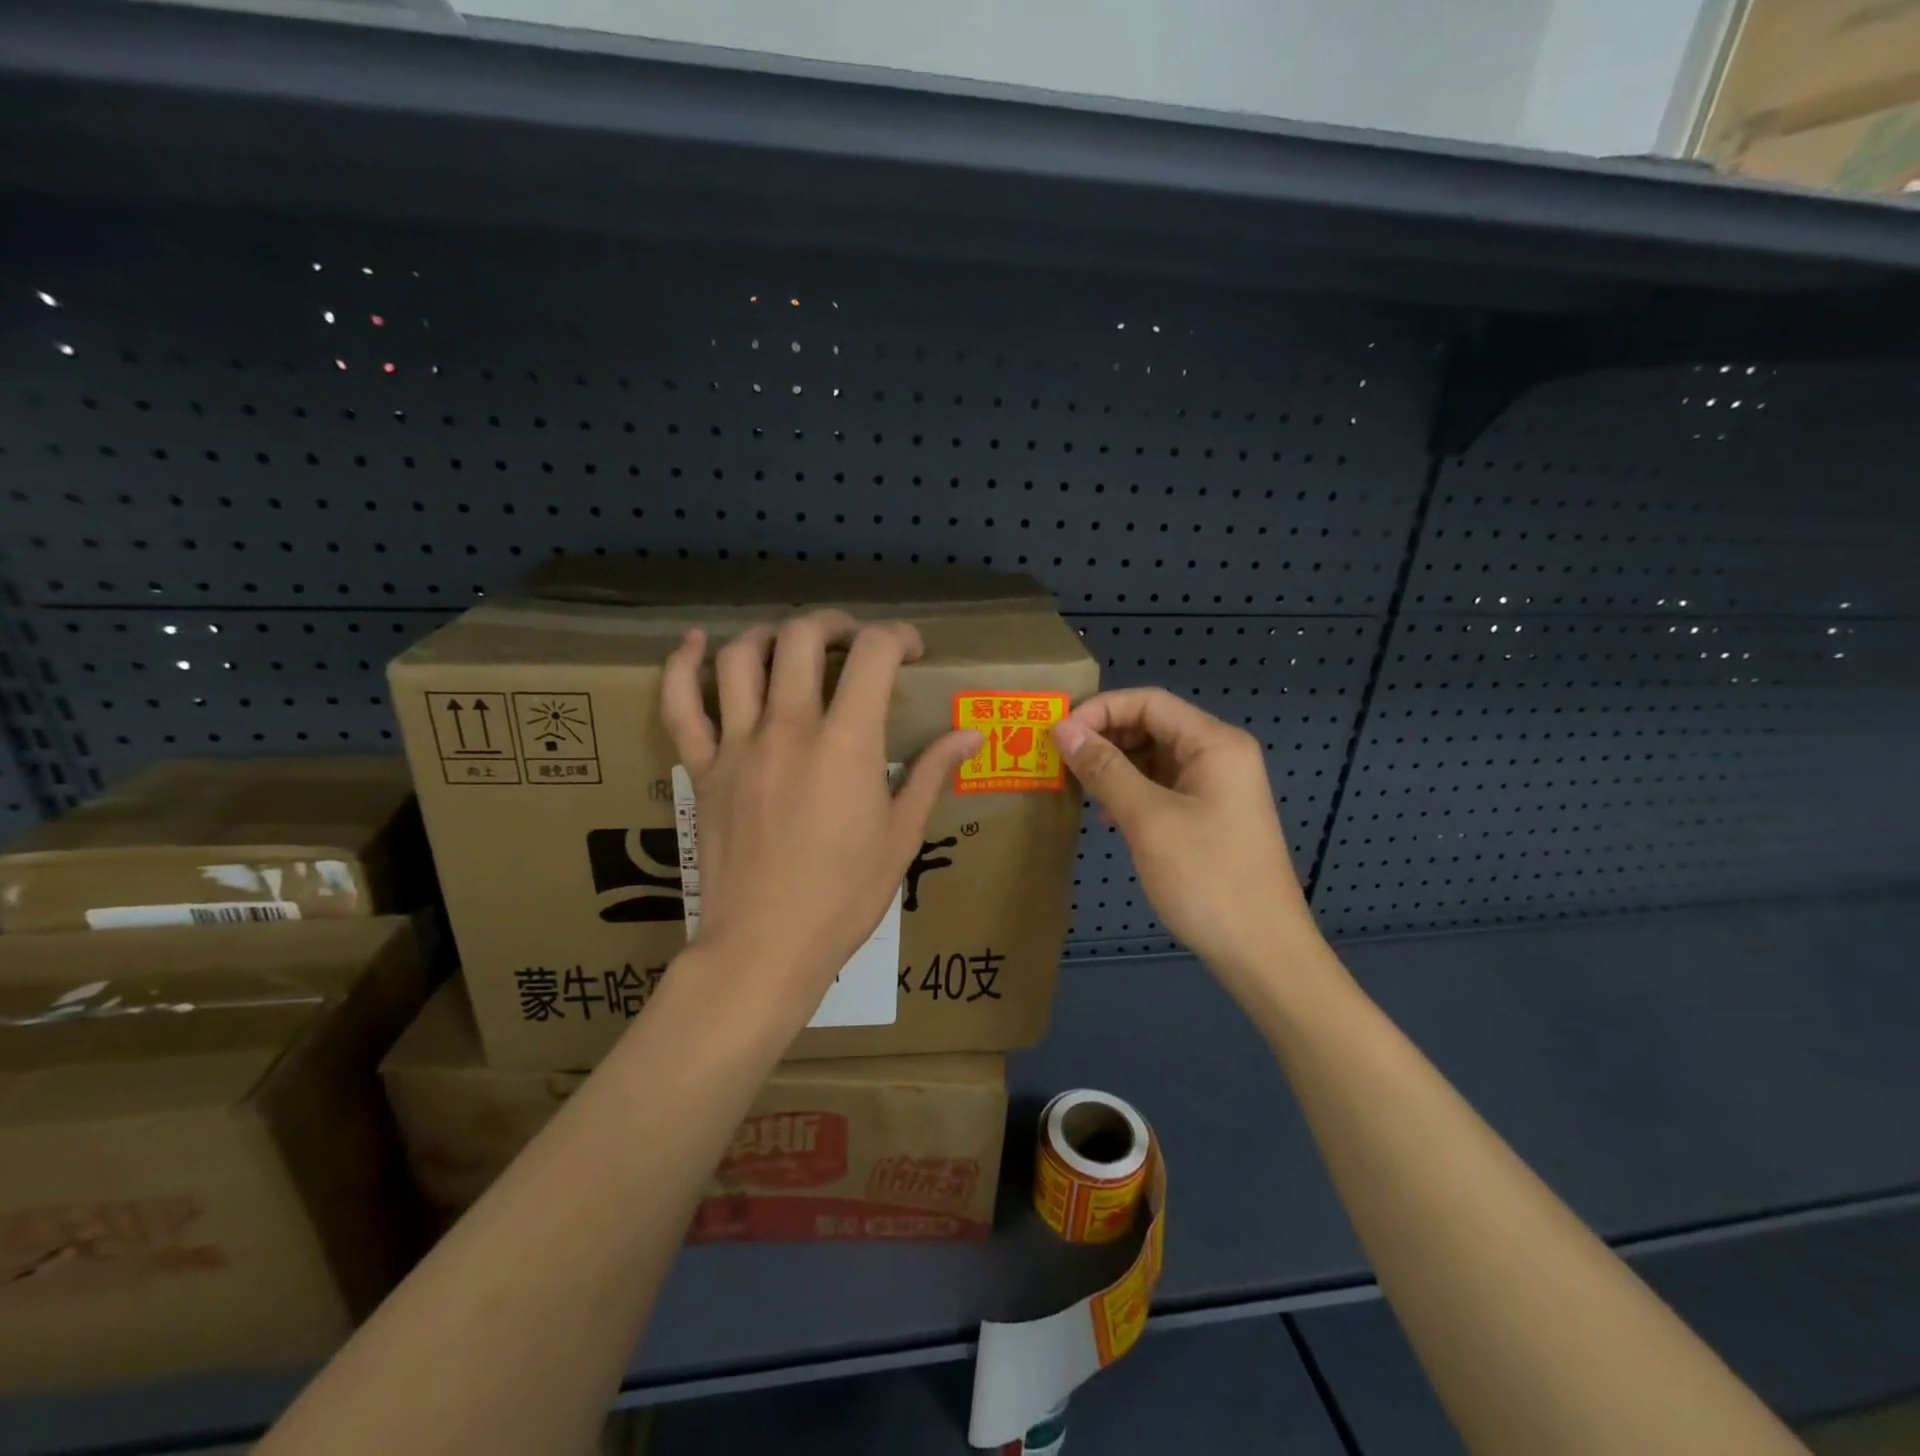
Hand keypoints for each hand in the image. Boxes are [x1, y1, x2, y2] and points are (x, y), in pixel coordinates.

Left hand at [659, 610, 981, 1031]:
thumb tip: (971, 734)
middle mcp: (789, 728)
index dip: (897, 636)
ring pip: (741, 657)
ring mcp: (737, 745)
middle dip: (835, 625)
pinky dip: (682, 665)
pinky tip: (693, 643)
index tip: (911, 650)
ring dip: (770, 634)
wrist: (765, 947)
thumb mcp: (901, 836)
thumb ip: (932, 774)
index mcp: (846, 744)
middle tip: (852, 642)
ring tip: (791, 643)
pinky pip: (679, 705)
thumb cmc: (844, 897)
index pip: (873, 654)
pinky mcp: (702, 769)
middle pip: (803, 638)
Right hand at [1052, 688, 1317, 994]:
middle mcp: (1219, 755)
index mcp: (1214, 743)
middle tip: (1061, 762)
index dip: (1100, 711)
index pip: (1148, 702)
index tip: (1058, 736)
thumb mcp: (1147, 819)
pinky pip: (1162, 787)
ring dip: (1114, 767)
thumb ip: (1105, 769)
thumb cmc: (1206, 878)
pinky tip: (1108, 815)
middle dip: (1105, 738)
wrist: (1262, 952)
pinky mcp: (1209, 815)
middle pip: (1152, 725)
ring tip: (1079, 788)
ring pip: (1154, 757)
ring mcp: (1216, 787)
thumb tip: (1063, 730)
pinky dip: (1131, 792)